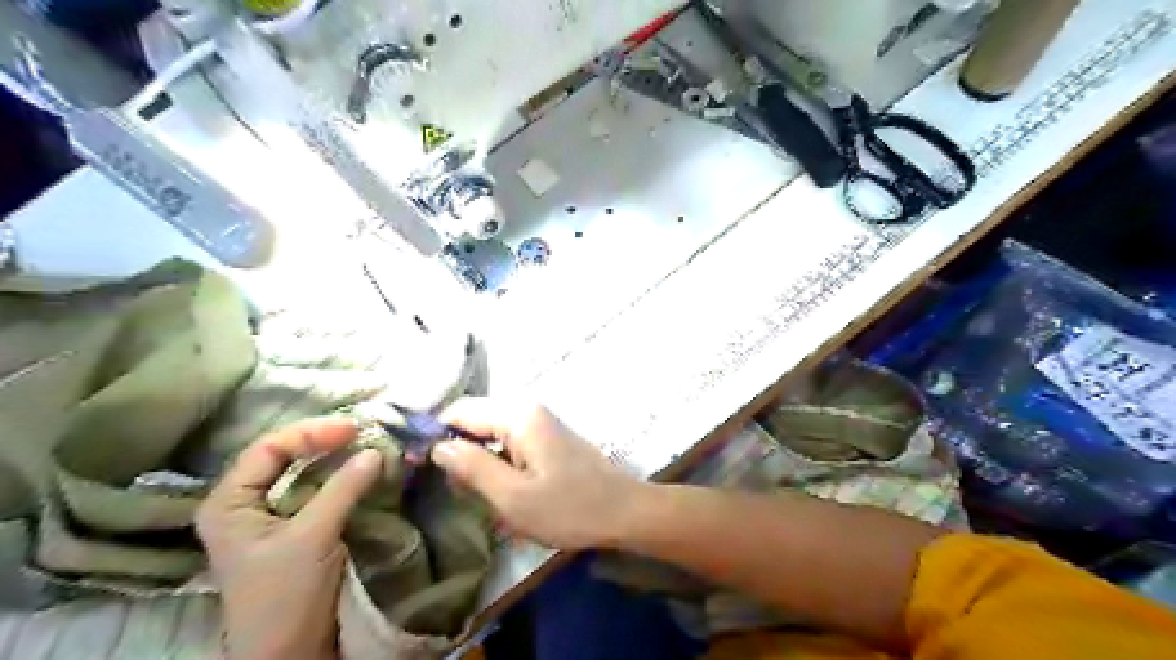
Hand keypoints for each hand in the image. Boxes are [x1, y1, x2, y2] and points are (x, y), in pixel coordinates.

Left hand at [196, 421, 381, 657]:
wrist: (288, 652)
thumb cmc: (284, 595)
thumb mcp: (312, 537)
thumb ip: (342, 489)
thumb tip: (375, 450)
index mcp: (229, 502)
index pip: (268, 449)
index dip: (310, 433)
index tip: (352, 429)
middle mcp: (244, 503)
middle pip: (283, 456)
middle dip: (322, 441)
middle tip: (360, 432)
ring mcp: (269, 516)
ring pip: (301, 472)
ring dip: (333, 457)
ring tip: (364, 444)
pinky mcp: (294, 527)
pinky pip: (316, 490)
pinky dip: (339, 477)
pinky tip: (359, 469)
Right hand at [431, 401, 642, 548]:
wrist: (622, 511)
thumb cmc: (568, 508)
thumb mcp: (512, 497)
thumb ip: (471, 467)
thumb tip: (437, 446)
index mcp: (517, 415)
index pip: (460, 410)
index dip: (435, 433)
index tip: (420, 466)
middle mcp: (527, 408)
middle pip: (475, 418)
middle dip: (458, 449)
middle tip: (455, 488)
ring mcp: (540, 421)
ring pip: (491, 431)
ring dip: (478, 459)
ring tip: (477, 493)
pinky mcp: (547, 436)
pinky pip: (508, 440)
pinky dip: (497, 461)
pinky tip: (501, 489)